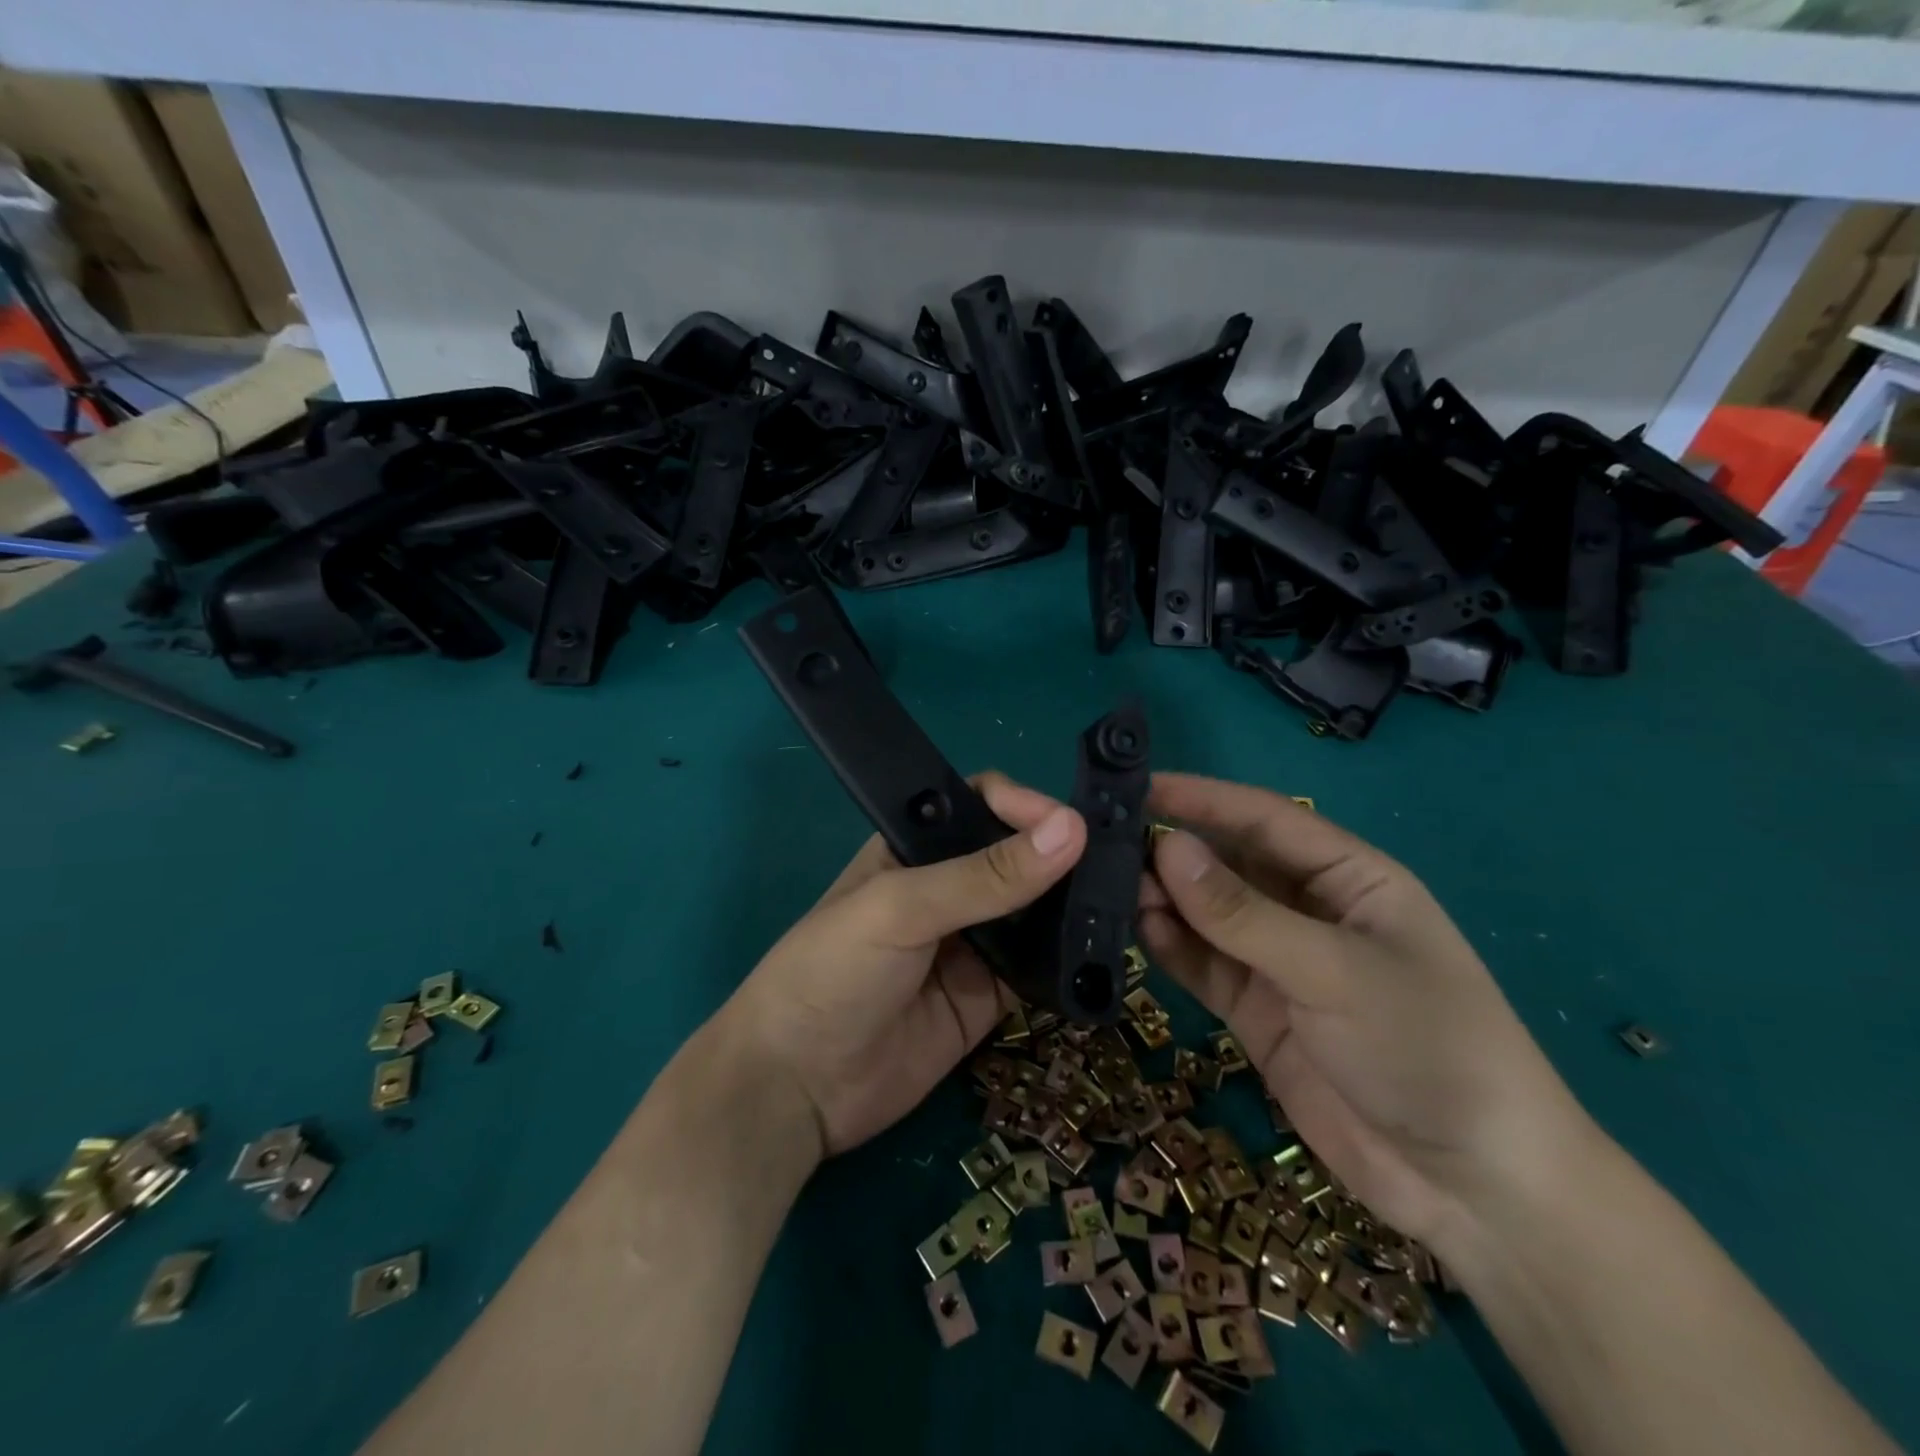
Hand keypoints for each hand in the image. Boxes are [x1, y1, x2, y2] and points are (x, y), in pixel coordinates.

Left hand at [720, 773, 1085, 1157]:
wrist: (796, 1089)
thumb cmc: (831, 972)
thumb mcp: (901, 909)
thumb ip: (983, 876)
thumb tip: (1071, 830)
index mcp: (915, 847)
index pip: (982, 804)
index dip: (1026, 805)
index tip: (1073, 824)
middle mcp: (948, 888)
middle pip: (1017, 855)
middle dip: (1062, 854)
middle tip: (1122, 860)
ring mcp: (972, 944)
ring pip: (1035, 911)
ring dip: (1073, 905)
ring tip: (1127, 900)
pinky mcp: (989, 996)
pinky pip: (1039, 968)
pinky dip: (1069, 961)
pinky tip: (1106, 953)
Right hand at [1137, 773, 1590, 1254]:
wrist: (1472, 1188)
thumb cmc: (1426, 1048)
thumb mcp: (1334, 970)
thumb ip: (1243, 913)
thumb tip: (1166, 847)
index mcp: (1348, 877)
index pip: (1263, 819)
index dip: (1201, 798)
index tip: (1136, 786)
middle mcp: (1308, 910)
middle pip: (1228, 864)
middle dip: (1172, 850)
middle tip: (1102, 842)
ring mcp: (1279, 962)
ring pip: (1207, 915)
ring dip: (1163, 899)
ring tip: (1106, 887)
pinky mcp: (1256, 1010)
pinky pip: (1203, 965)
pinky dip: (1170, 947)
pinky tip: (1136, 931)